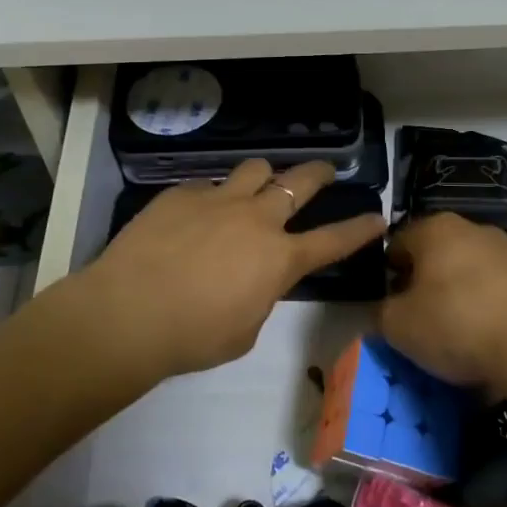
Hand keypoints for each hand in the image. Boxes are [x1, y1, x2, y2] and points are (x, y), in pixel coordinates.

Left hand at [73, 159, 384, 382]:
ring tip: (258, 185)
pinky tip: (195, 216)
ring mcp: (218, 200)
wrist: (129, 311)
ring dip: (264, 176)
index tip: (378, 217)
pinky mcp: (181, 194)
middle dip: (318, 173)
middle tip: (324, 170)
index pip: (333, 241)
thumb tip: (255, 279)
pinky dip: (212, 198)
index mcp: (279, 259)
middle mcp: (256, 219)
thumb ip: (260, 297)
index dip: (359, 229)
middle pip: (298, 183)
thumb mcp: (244, 331)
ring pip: (254, 169)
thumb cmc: (193, 336)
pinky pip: (207, 187)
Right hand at [379, 214, 506, 388]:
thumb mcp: (398, 325)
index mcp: (434, 228)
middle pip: (434, 257)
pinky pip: (497, 293)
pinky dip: (487, 312)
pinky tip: (487, 343)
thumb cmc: (456, 322)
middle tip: (418, 324)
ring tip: (455, 339)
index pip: (396, 244)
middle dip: (423, 287)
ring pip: (467, 275)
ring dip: (457, 300)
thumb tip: (378, 313)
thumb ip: (378, 314)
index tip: (388, 307)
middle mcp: (472, 229)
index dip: (386, 276)